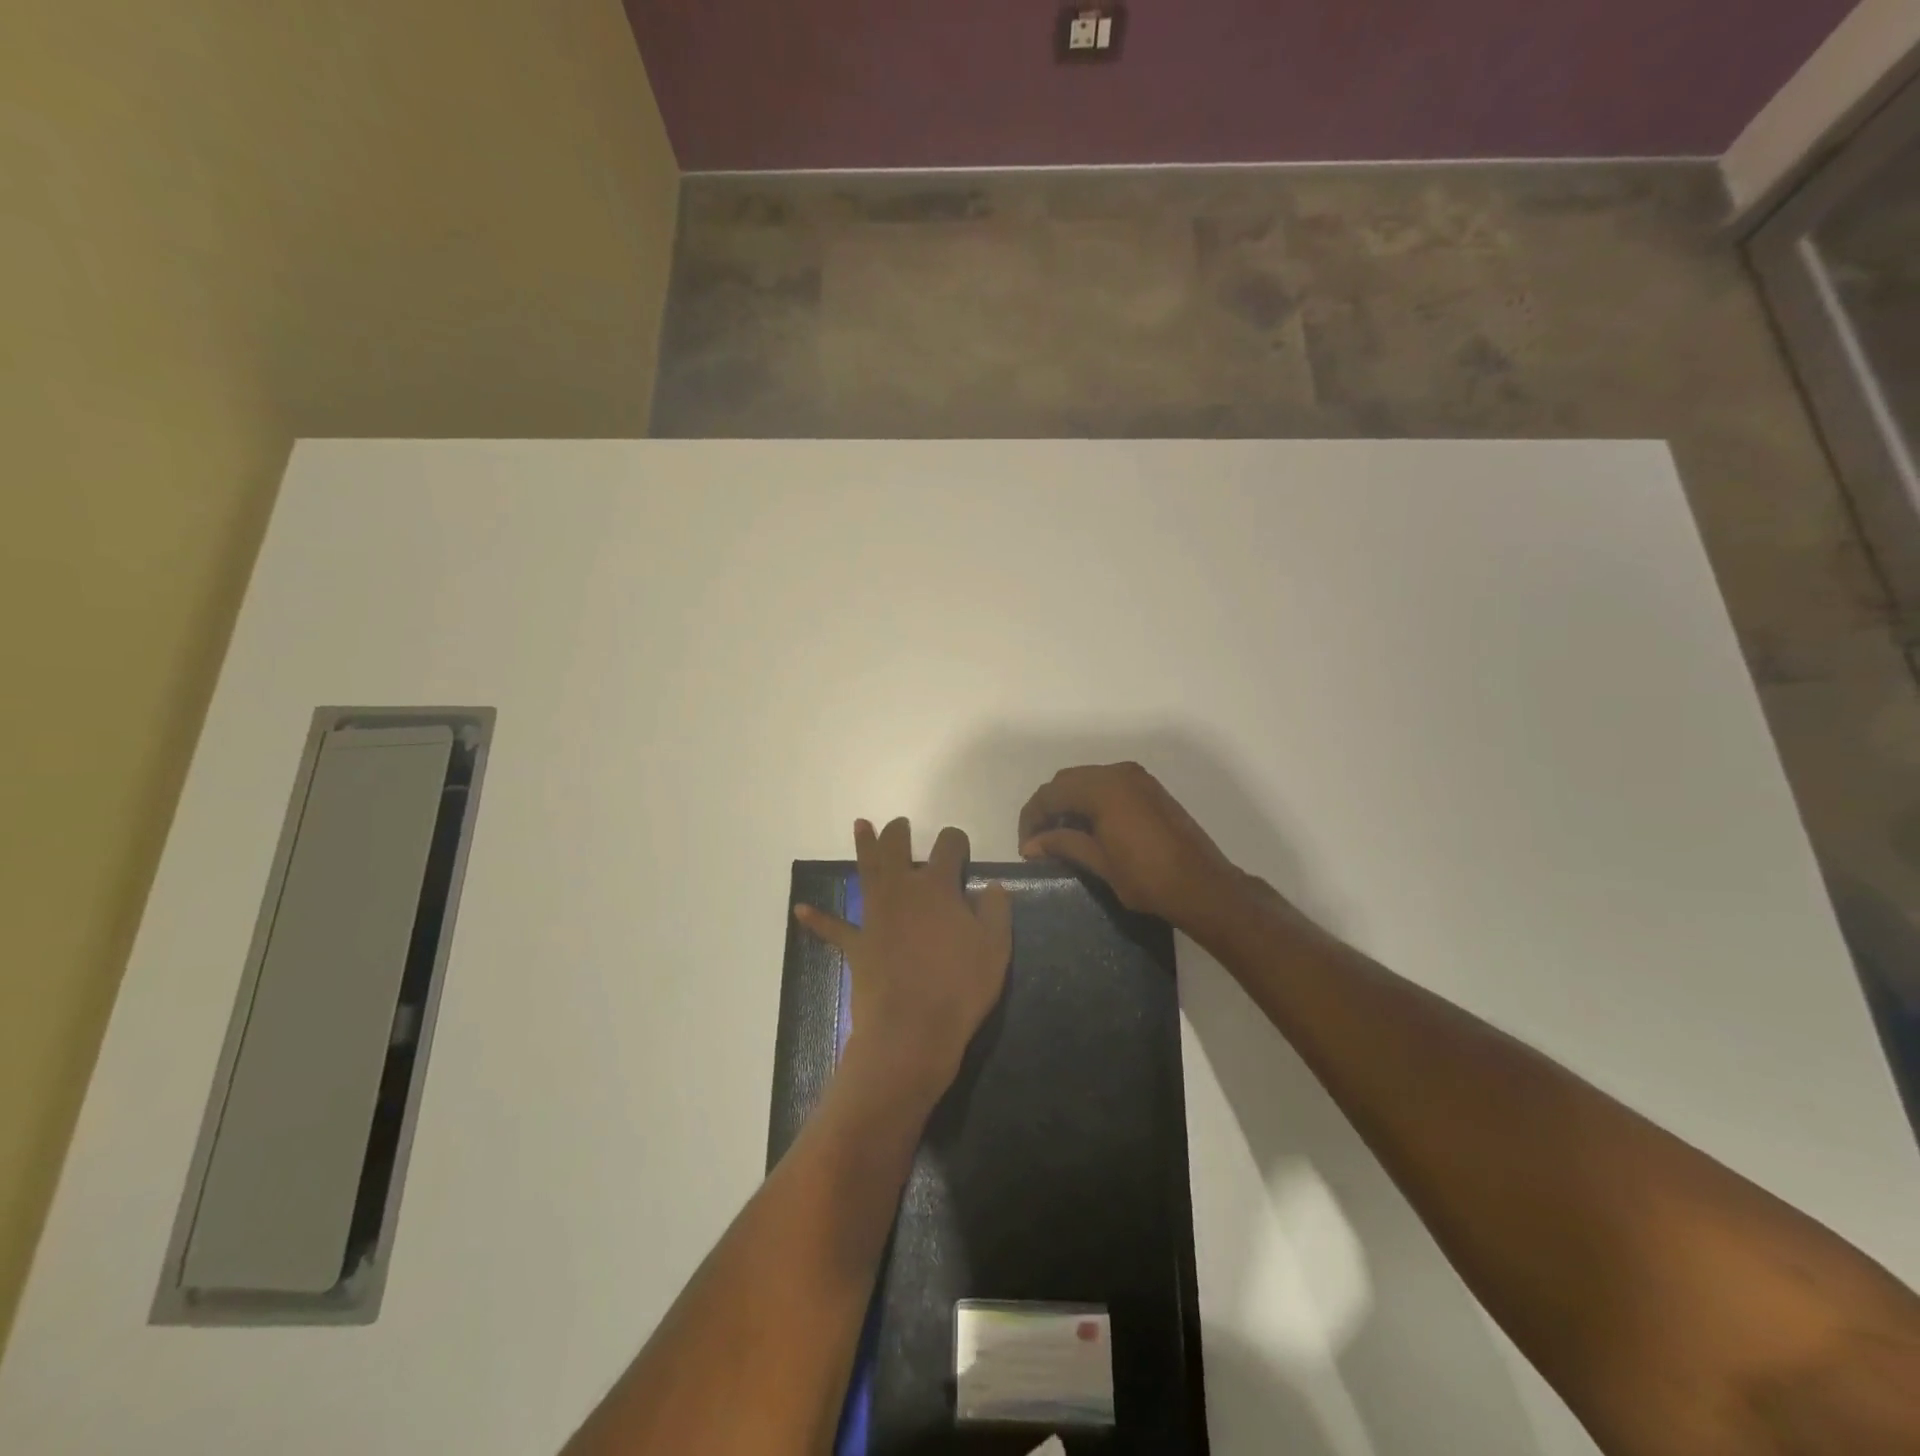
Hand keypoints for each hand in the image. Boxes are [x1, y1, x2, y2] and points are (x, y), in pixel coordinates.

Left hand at [794, 818, 1012, 1104]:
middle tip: (901, 825)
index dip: (956, 841)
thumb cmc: (959, 987)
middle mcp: (902, 890)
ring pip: (867, 871)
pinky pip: (833, 928)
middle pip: (898, 848)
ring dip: (863, 846)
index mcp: (938, 887)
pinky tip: (801, 909)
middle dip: (900, 832)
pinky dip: (818, 919)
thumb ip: (996, 911)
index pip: (948, 847)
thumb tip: (993, 885)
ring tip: (861, 825)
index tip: (959, 847)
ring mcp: (875, 915)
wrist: (912, 1030)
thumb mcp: (995, 948)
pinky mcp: (856, 944)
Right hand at [1017, 762, 1247, 931]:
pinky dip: (1091, 802)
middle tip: (1039, 841)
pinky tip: (1089, 830)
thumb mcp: (1100, 863)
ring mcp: (1138, 779)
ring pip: (1087, 781)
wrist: (1204, 887)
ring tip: (1062, 837)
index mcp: (1103, 788)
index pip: (1051, 793)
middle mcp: (1118, 773)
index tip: (1026, 848)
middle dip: (1048, 808)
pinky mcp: (1150, 790)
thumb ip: (1063, 845)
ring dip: (1069, 804)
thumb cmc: (1148, 878)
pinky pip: (1109, 786)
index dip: (1032, 818)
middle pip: (1067, 782)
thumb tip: (1030, 845)